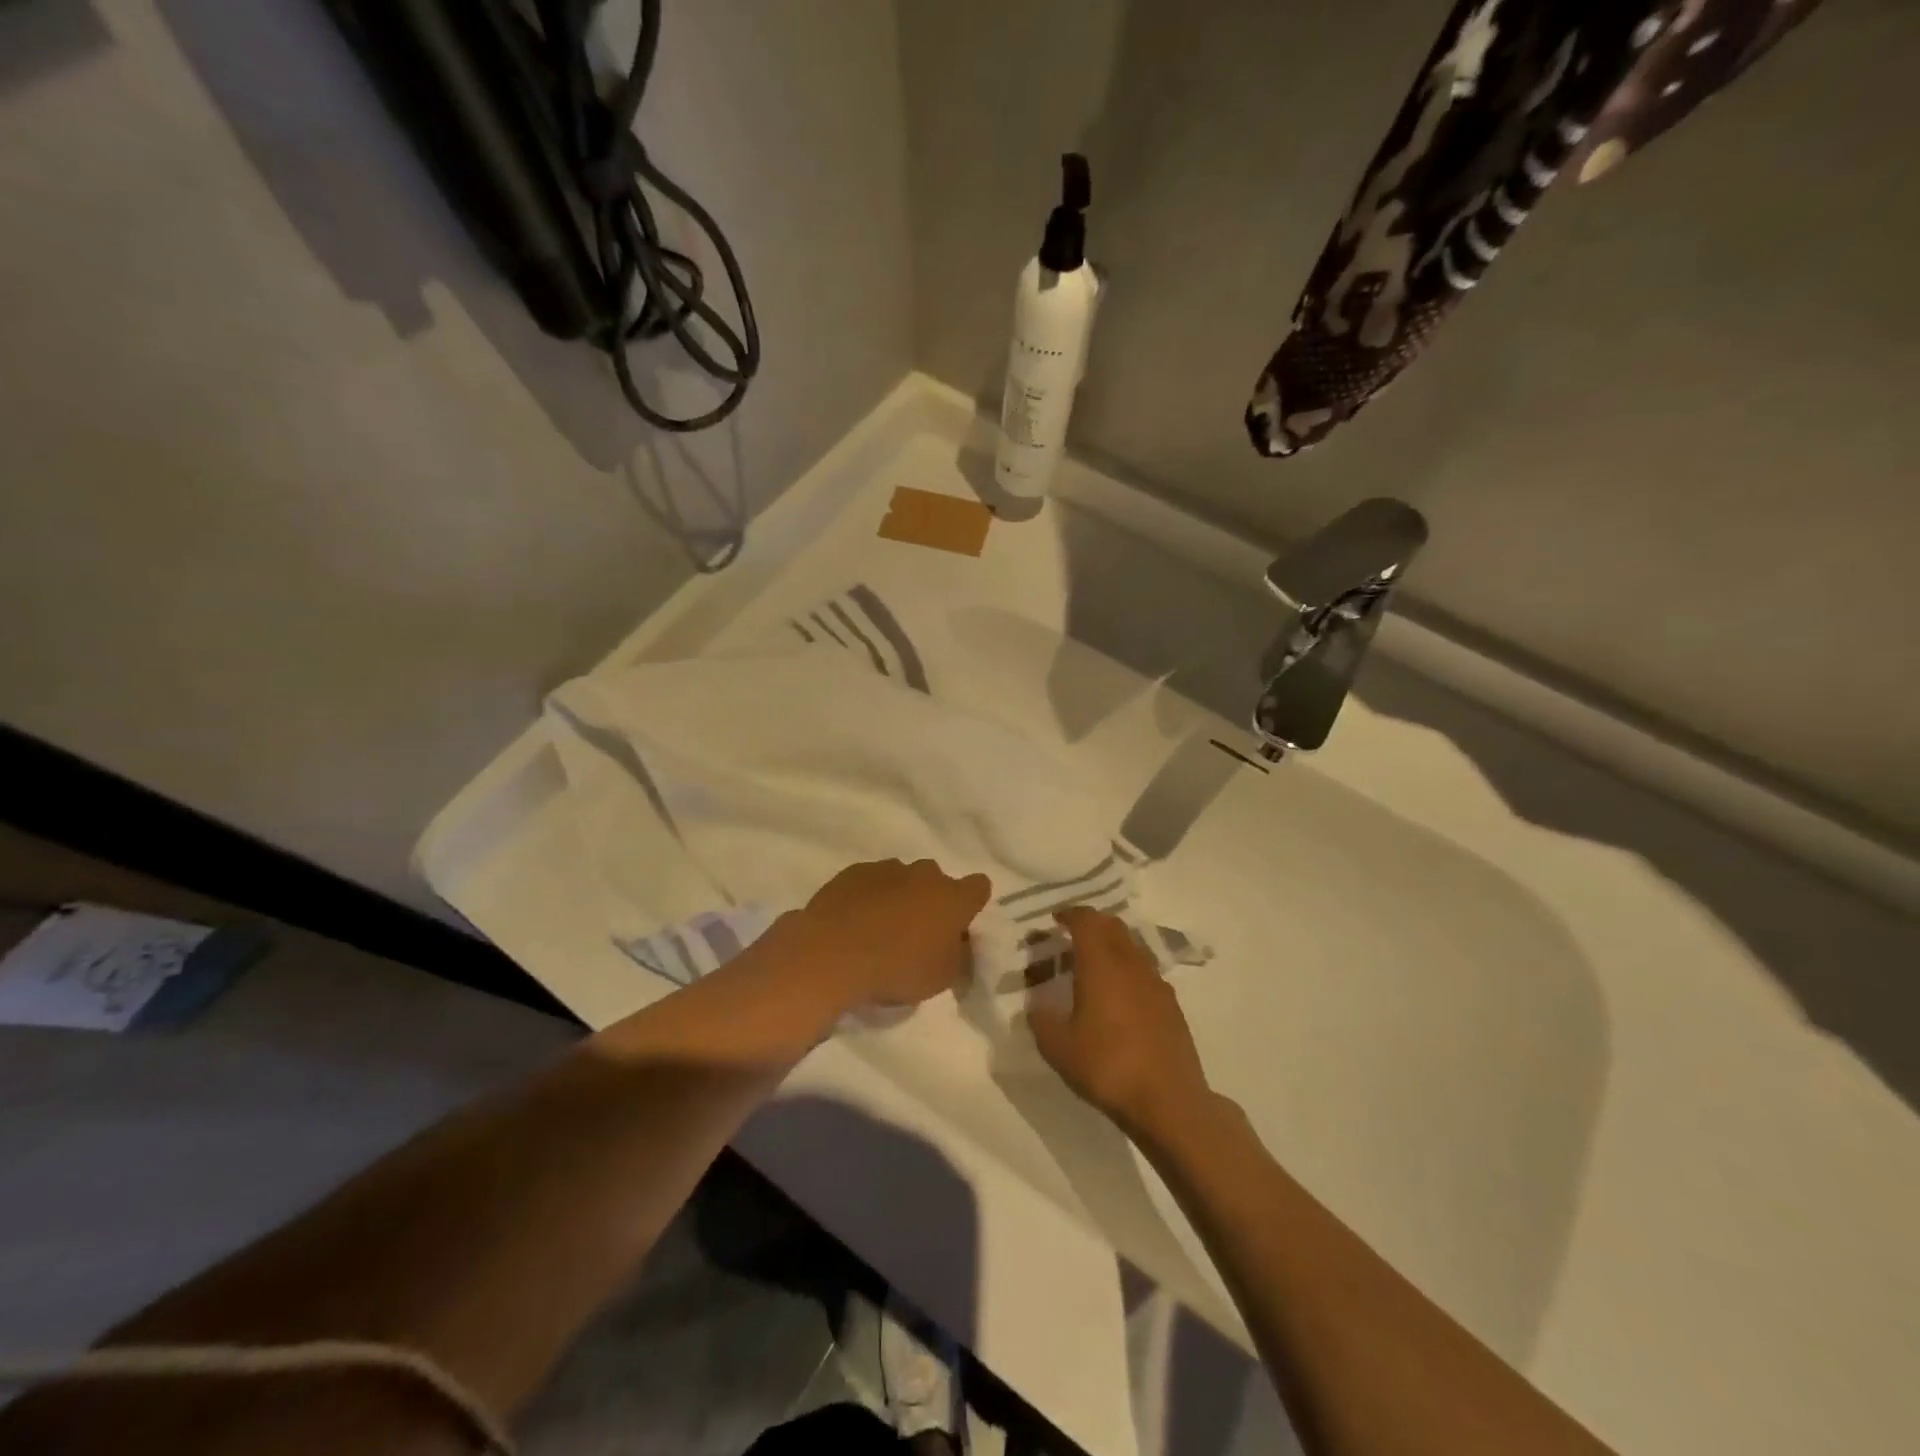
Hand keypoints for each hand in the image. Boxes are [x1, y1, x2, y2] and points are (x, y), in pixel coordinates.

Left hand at [786, 858, 992, 1012]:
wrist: (832, 955)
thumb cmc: (897, 969)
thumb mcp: (942, 977)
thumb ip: (960, 956)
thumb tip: (961, 944)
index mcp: (953, 897)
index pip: (979, 887)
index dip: (972, 904)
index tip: (960, 925)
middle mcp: (924, 874)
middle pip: (937, 881)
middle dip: (932, 900)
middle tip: (919, 932)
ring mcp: (886, 869)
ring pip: (902, 878)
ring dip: (899, 896)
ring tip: (881, 928)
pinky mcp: (853, 872)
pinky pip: (870, 881)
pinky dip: (868, 897)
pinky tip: (855, 922)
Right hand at [1027, 907, 1211, 1143]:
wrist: (1167, 1100)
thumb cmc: (1106, 1066)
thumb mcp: (1057, 1046)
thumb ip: (1041, 1019)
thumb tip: (1037, 1005)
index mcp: (1101, 963)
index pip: (1086, 920)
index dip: (1069, 914)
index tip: (1055, 919)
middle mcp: (1130, 963)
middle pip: (1113, 926)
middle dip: (1092, 924)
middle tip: (1072, 937)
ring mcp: (1156, 983)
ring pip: (1132, 947)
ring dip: (1112, 946)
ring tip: (1094, 966)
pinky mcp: (1172, 1005)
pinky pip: (1146, 972)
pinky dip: (1129, 970)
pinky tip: (1120, 997)